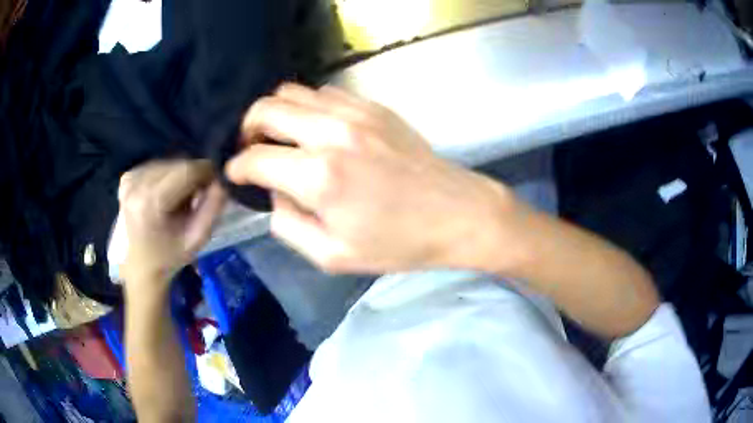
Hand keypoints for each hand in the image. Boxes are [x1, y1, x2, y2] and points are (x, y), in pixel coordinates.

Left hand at [119, 160, 225, 291]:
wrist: (141, 267)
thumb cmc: (169, 257)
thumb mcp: (197, 238)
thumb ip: (213, 207)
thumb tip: (222, 179)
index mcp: (150, 201)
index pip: (187, 169)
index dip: (206, 173)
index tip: (215, 187)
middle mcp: (136, 183)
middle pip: (178, 164)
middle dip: (193, 177)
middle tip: (197, 199)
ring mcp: (129, 179)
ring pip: (169, 163)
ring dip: (180, 177)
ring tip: (180, 201)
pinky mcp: (127, 177)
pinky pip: (157, 167)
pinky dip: (167, 178)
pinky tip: (165, 197)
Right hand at [226, 84, 518, 273]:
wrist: (457, 213)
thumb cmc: (399, 243)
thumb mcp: (333, 256)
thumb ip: (289, 226)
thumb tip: (275, 195)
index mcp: (320, 177)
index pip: (255, 158)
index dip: (237, 167)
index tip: (235, 175)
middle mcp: (332, 133)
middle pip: (266, 108)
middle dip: (247, 128)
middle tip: (252, 149)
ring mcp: (355, 112)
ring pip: (293, 91)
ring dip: (277, 113)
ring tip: (281, 137)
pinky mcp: (374, 106)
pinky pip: (325, 93)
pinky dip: (308, 107)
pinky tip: (315, 129)